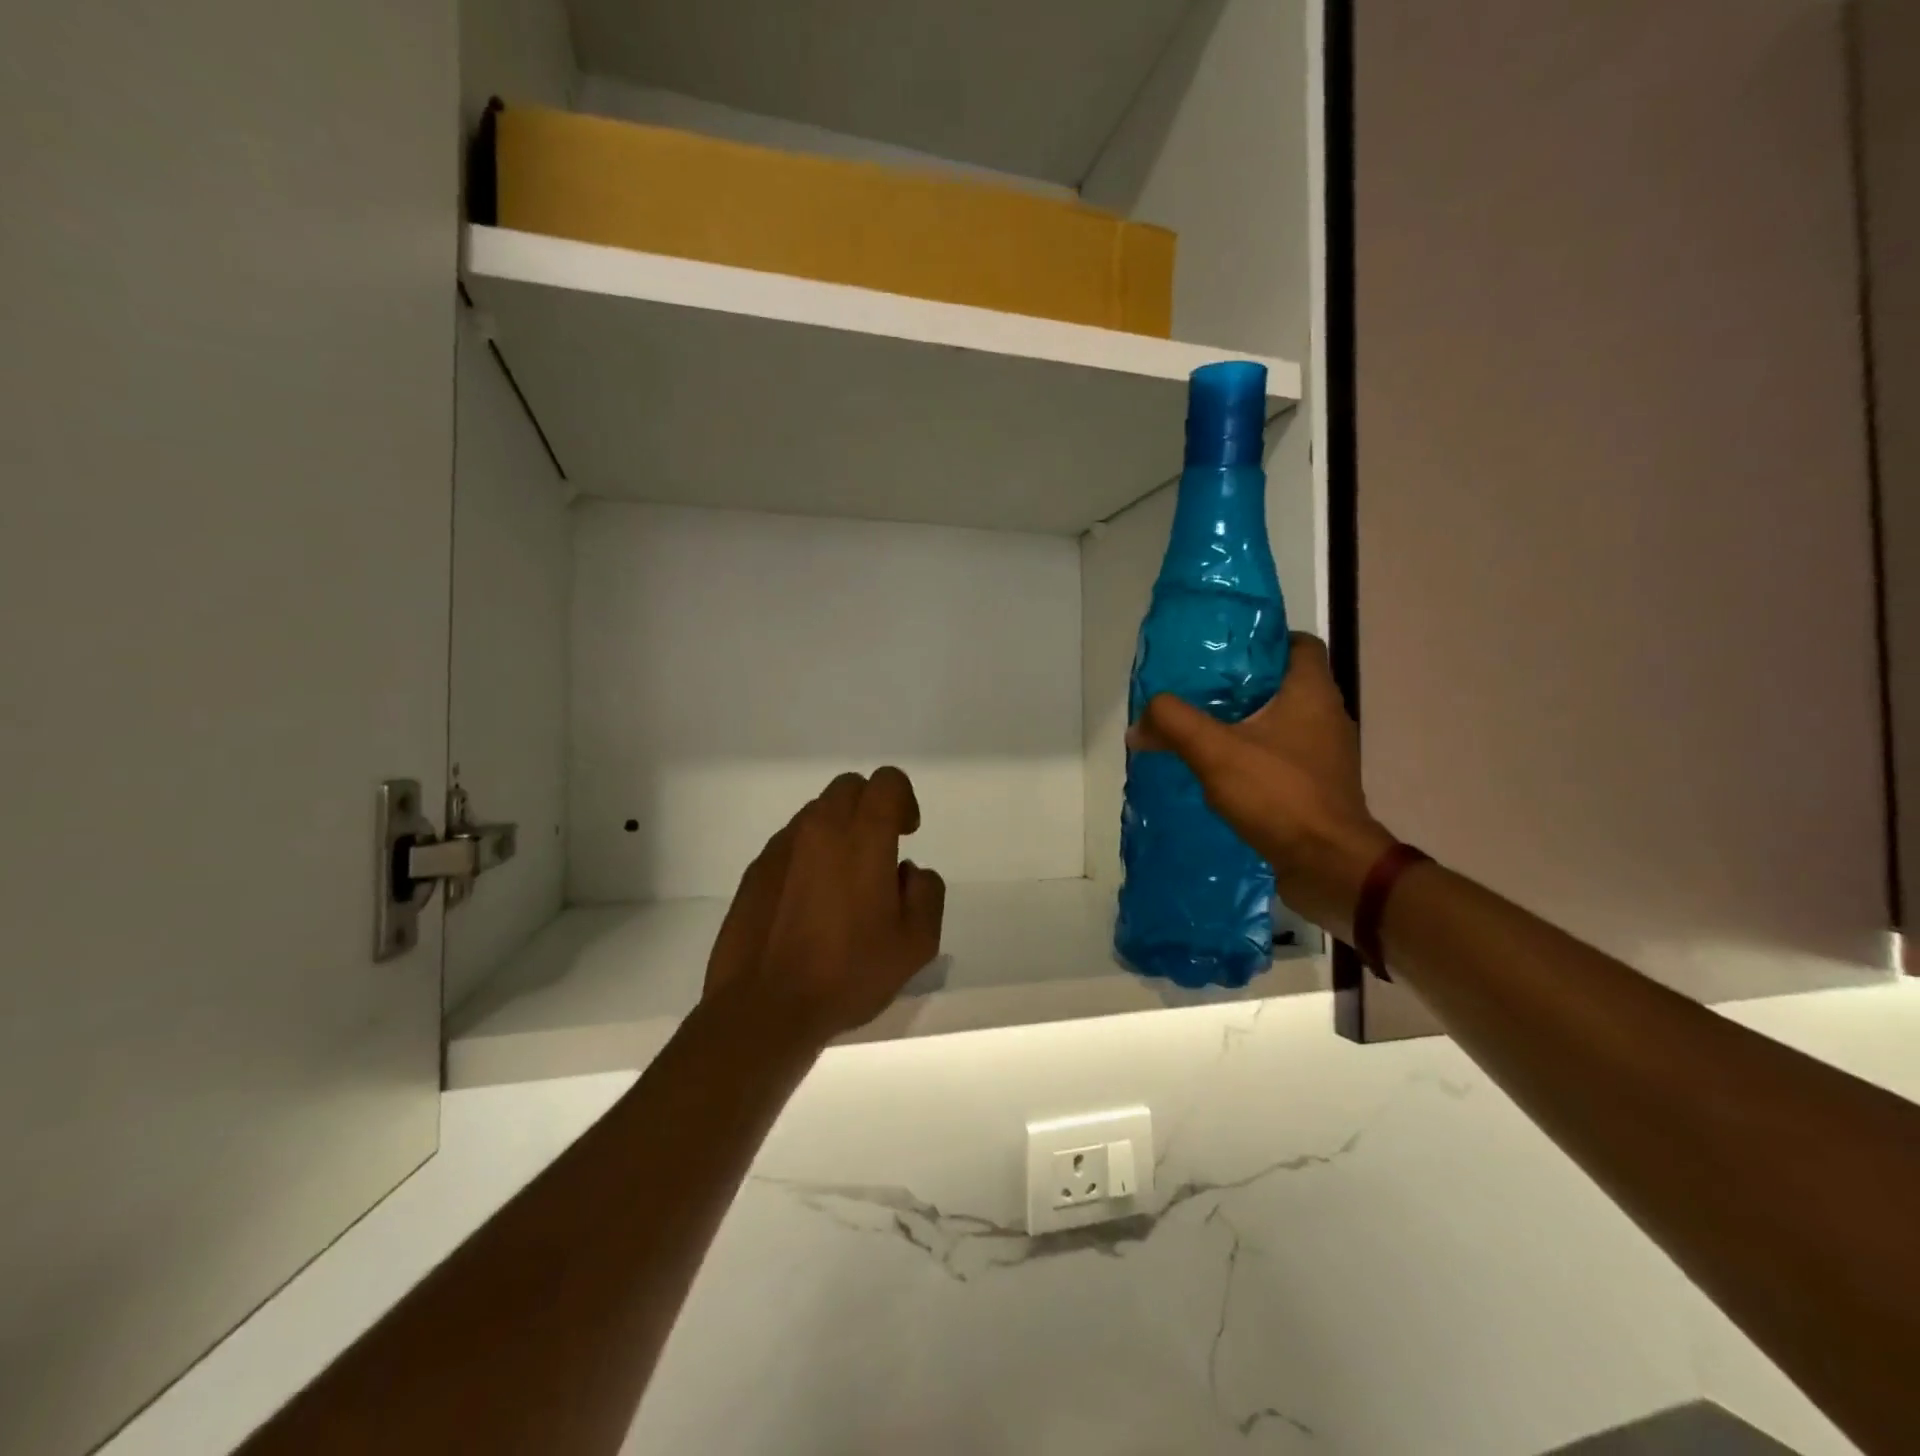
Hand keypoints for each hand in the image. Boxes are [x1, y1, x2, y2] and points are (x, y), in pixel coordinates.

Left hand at [703, 767, 945, 1046]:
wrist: (765, 1006)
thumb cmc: (848, 972)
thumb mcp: (917, 943)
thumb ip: (926, 892)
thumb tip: (907, 872)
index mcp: (863, 836)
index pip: (888, 781)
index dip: (903, 800)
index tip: (906, 835)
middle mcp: (820, 827)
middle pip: (850, 787)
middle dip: (870, 808)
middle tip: (879, 854)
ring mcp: (782, 846)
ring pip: (817, 813)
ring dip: (838, 832)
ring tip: (842, 885)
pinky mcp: (756, 869)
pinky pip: (791, 843)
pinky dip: (808, 856)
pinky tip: (809, 904)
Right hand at [1129, 633, 1393, 939]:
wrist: (1329, 866)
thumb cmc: (1279, 794)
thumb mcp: (1215, 752)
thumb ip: (1173, 724)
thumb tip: (1139, 723)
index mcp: (1312, 692)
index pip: (1297, 644)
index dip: (1262, 640)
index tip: (1223, 652)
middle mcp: (1327, 716)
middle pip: (1284, 683)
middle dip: (1242, 685)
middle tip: (1197, 691)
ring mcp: (1327, 755)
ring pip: (1283, 722)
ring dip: (1247, 723)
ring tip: (1203, 730)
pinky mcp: (1319, 787)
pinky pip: (1284, 757)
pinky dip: (1256, 756)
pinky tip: (1223, 772)